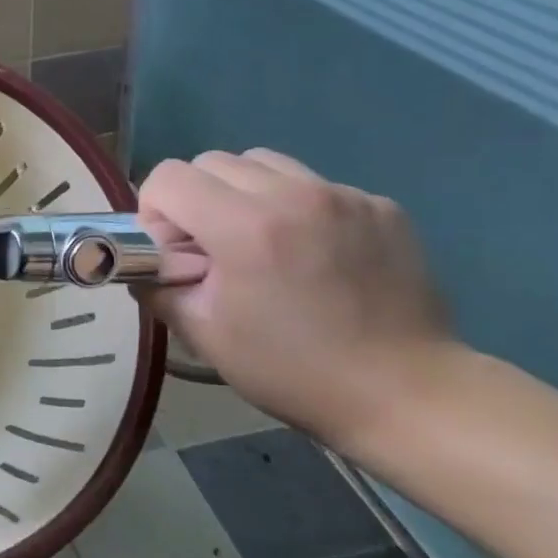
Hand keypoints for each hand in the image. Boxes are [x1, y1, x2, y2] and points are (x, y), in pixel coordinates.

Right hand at [137, 150, 457, 452]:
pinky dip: (296, 207)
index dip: (155, 211)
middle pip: (211, 162)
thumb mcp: (204, 334)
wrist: (409, 395)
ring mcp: (344, 195)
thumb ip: (159, 284)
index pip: (168, 177)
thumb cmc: (294, 370)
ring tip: (261, 244)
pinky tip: (312, 254)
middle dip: (196, 199)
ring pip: (263, 163)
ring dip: (243, 194)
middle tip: (212, 250)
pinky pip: (313, 184)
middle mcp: (294, 194)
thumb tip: (148, 261)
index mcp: (245, 227)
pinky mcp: (380, 205)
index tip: (173, 251)